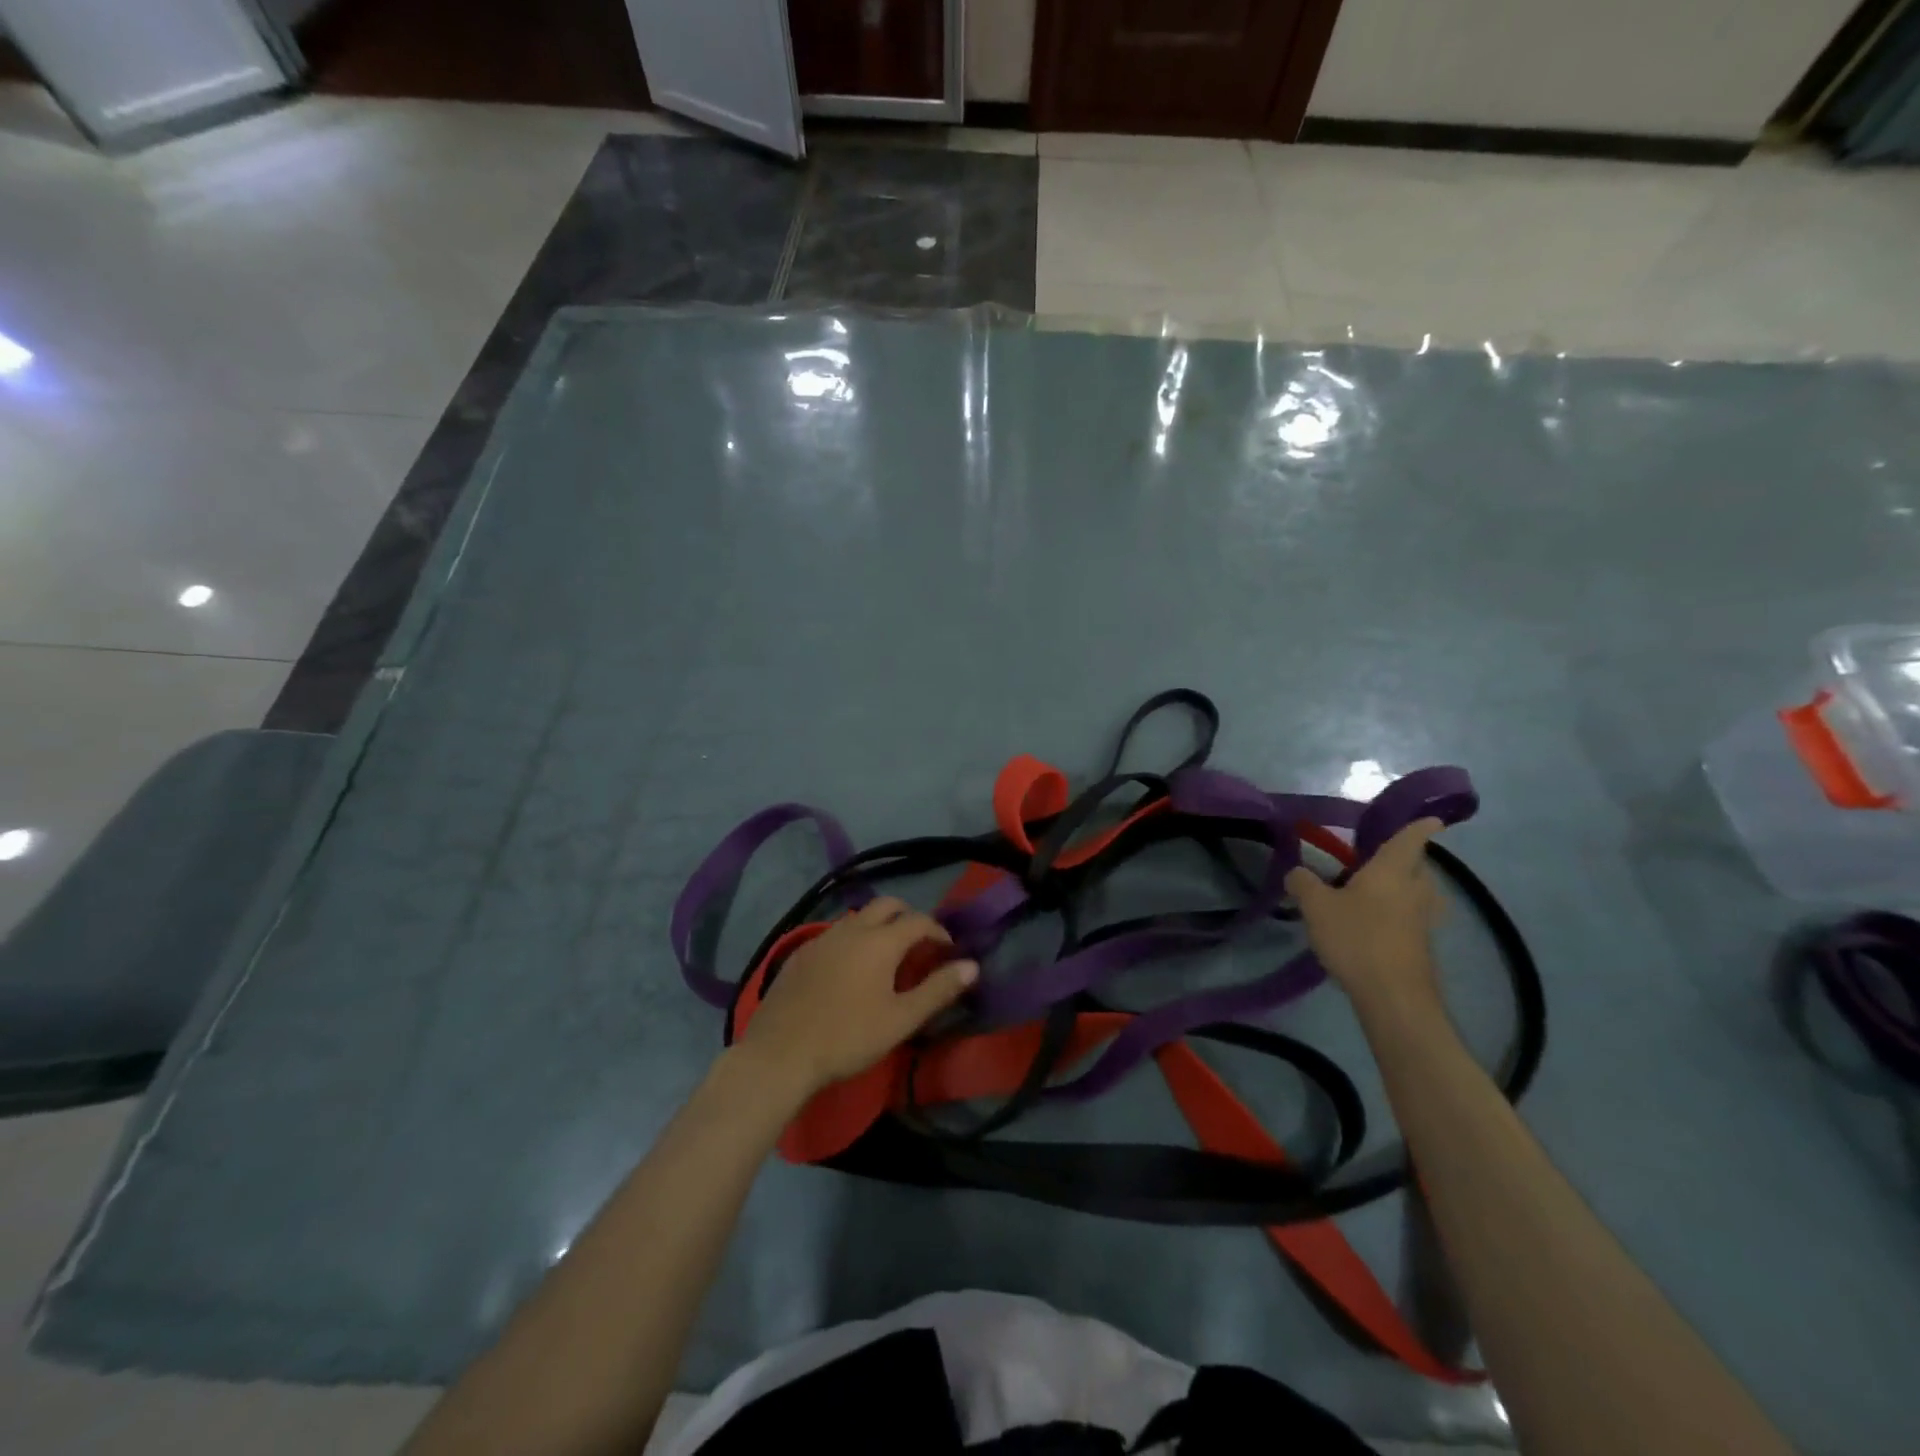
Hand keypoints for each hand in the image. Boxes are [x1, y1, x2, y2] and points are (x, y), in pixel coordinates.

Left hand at [736, 897, 977, 1098]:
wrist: (780, 1053)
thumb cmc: (849, 1037)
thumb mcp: (901, 1019)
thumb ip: (938, 990)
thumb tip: (972, 966)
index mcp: (881, 940)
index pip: (919, 920)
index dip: (938, 931)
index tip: (948, 951)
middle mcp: (852, 928)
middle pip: (887, 905)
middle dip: (908, 917)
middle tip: (918, 946)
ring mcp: (822, 937)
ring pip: (858, 917)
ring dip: (879, 926)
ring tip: (886, 957)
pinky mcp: (800, 953)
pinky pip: (835, 933)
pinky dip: (853, 939)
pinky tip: (849, 969)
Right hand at [1286, 818, 1444, 1013]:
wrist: (1394, 997)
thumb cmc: (1357, 938)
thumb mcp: (1316, 907)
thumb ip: (1303, 883)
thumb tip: (1296, 872)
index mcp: (1392, 870)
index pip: (1411, 838)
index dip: (1421, 826)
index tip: (1432, 818)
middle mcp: (1415, 890)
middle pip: (1418, 866)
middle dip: (1405, 860)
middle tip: (1380, 859)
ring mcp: (1423, 920)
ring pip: (1419, 894)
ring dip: (1404, 889)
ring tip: (1376, 891)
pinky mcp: (1422, 946)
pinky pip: (1412, 918)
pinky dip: (1399, 915)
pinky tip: (1374, 924)